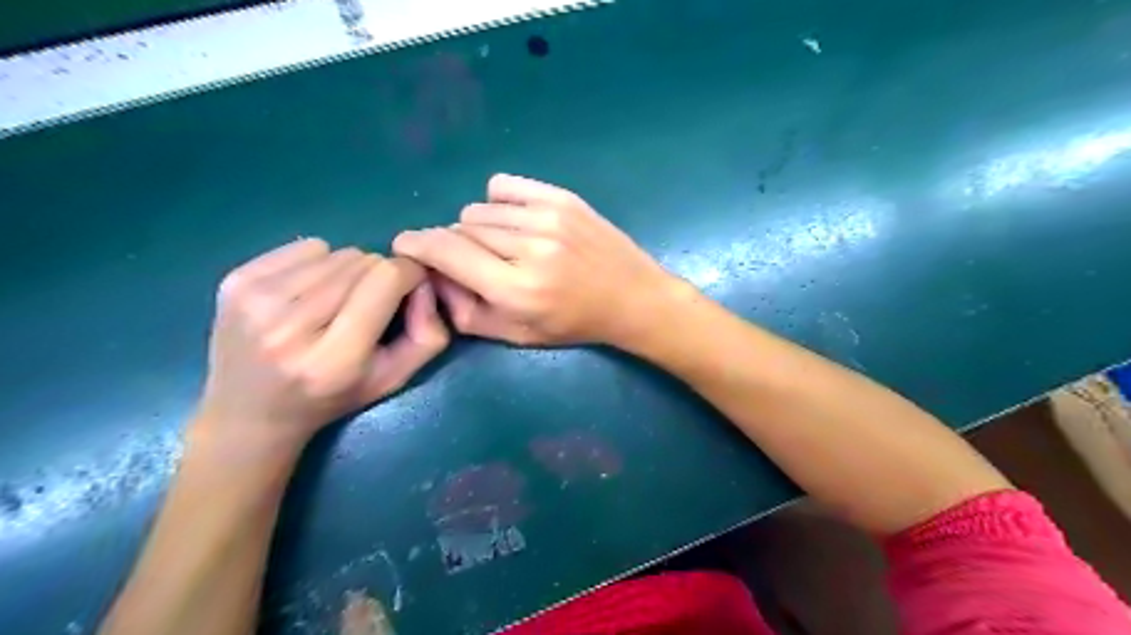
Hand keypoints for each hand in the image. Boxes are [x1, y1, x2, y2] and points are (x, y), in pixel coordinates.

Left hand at [194, 238, 446, 450]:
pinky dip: (317, 263)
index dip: (409, 274)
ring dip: (348, 271)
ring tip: (335, 303)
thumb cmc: (332, 398)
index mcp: (334, 358)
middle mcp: (289, 326)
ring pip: (336, 251)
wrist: (248, 415)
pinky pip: (305, 247)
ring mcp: (256, 300)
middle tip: (369, 304)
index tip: (410, 287)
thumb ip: (427, 335)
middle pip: (363, 261)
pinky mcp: (235, 281)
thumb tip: (424, 282)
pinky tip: (307, 294)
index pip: (386, 279)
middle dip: (378, 276)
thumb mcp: (394, 379)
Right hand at [394, 174, 674, 347]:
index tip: (404, 244)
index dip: (416, 244)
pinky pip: (503, 187)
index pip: (446, 251)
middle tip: (474, 262)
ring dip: (479, 228)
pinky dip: (498, 203)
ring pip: (480, 209)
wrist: (631, 297)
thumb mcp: (516, 335)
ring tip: (503, 247)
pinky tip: (513, 222)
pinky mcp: (562, 198)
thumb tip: (431, 275)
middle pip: (461, 228)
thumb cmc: (573, 324)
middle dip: (455, 245)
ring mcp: (548, 217)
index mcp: (516, 288)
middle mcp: (529, 248)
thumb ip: (465, 312)